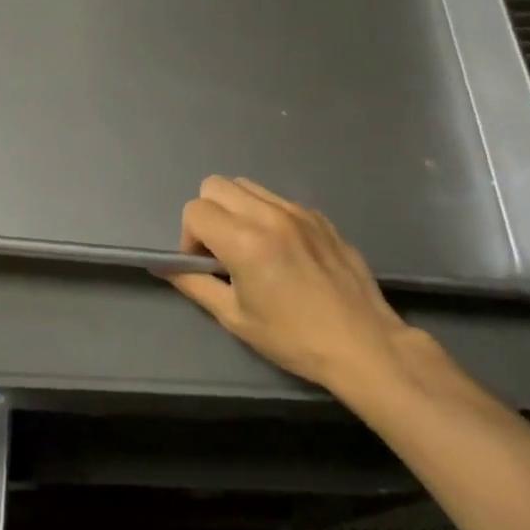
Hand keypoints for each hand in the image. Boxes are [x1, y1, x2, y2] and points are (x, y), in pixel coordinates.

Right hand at [165, 176, 424, 399]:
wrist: (364, 344)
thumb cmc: (294, 338)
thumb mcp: (235, 318)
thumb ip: (194, 284)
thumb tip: (165, 267)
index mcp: (245, 241)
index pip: (195, 210)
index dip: (190, 238)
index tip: (206, 266)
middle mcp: (269, 215)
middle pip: (216, 185)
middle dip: (208, 214)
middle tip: (223, 251)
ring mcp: (298, 211)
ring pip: (247, 186)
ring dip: (236, 209)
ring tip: (251, 247)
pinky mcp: (319, 216)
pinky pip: (277, 199)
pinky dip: (266, 215)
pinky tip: (283, 251)